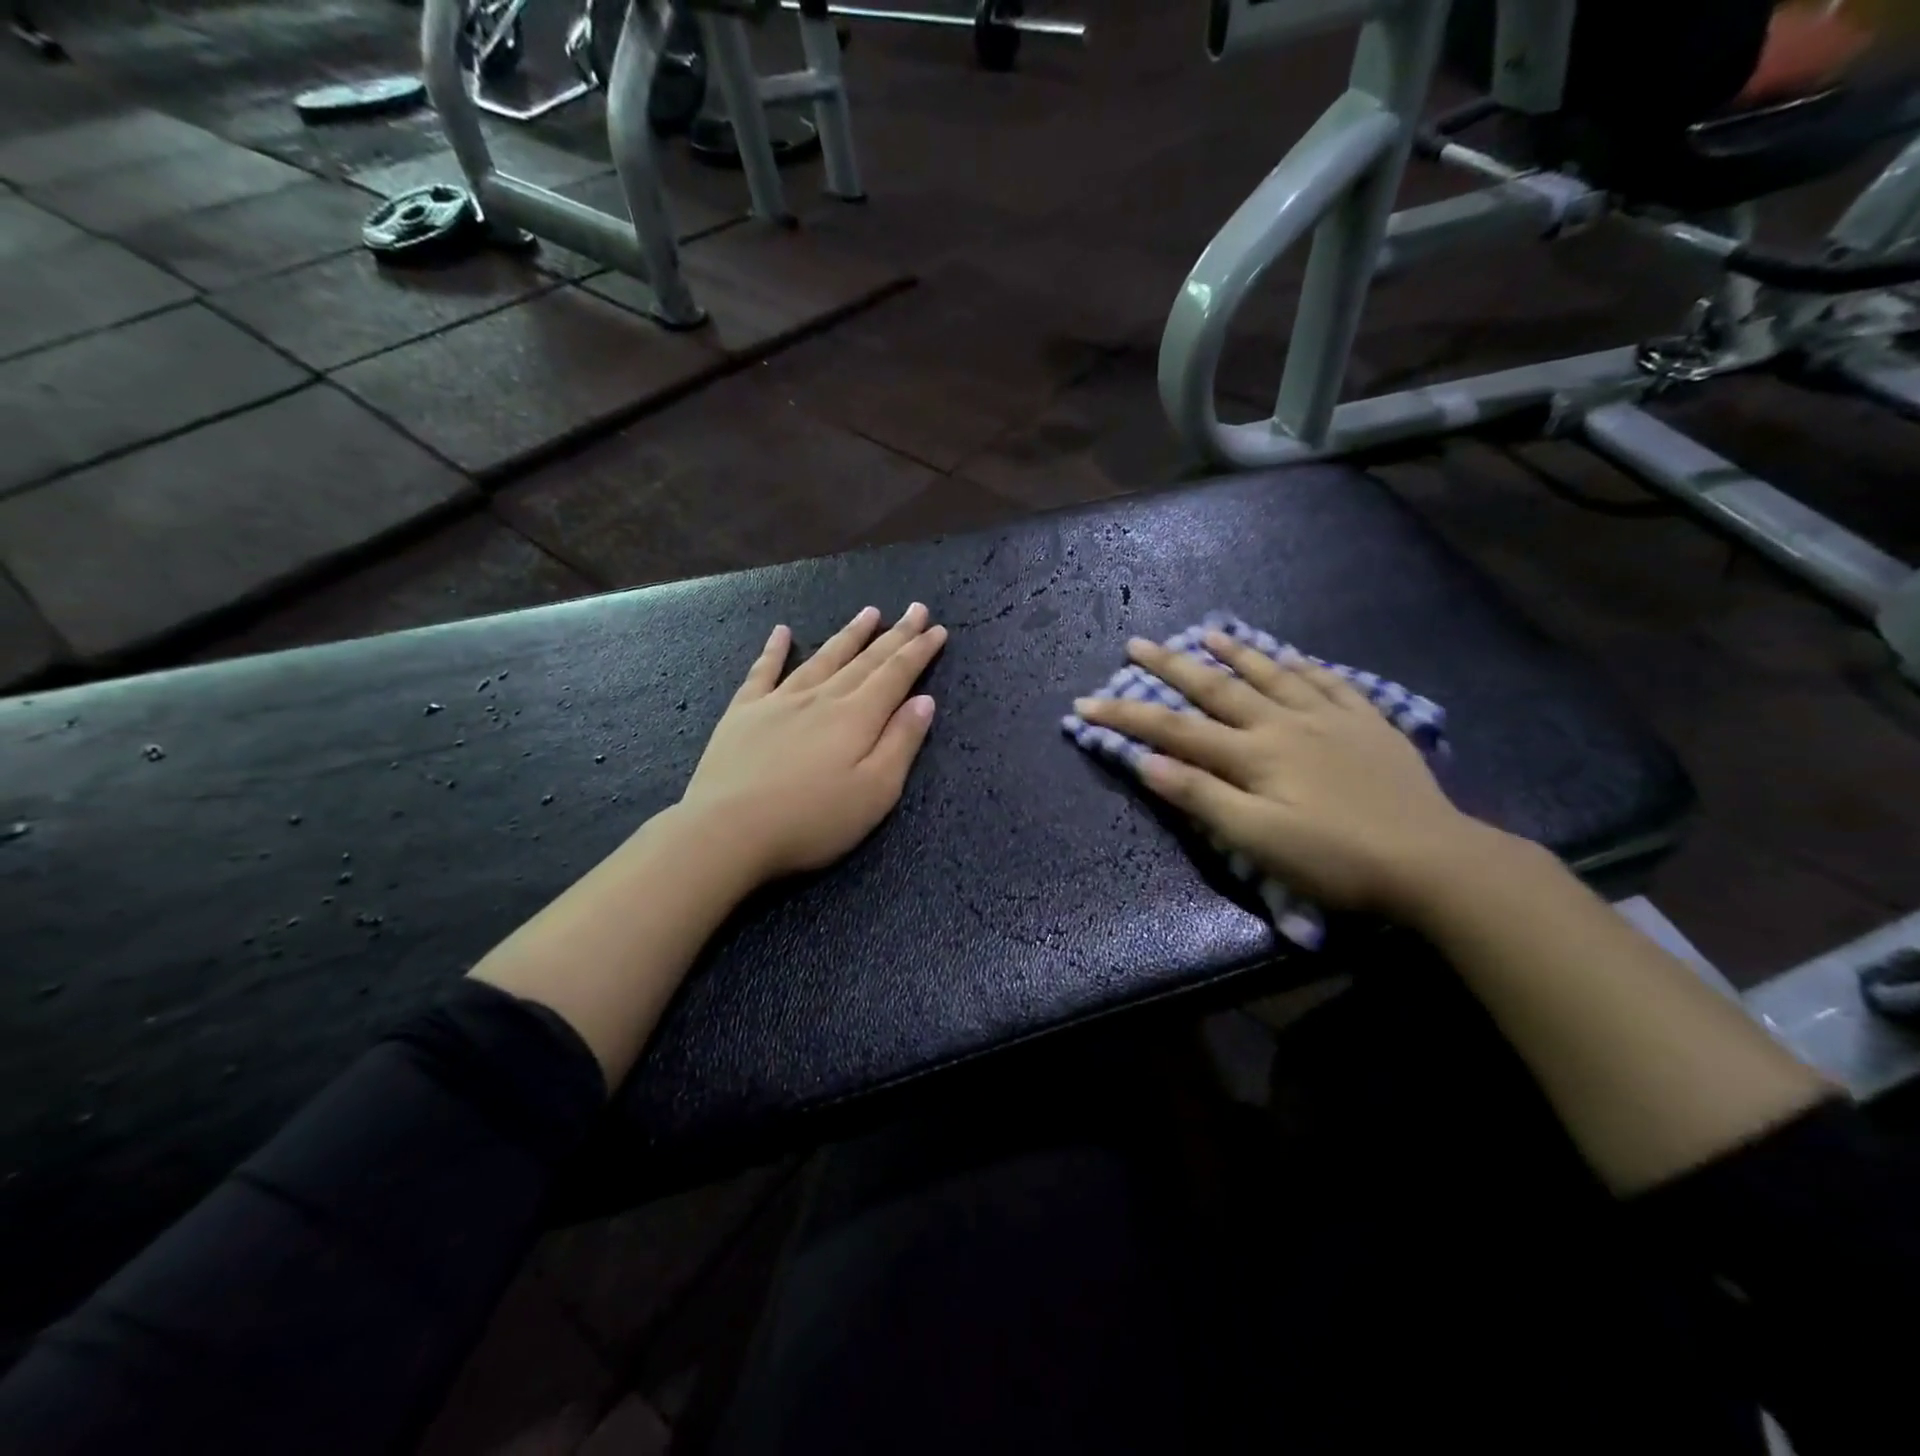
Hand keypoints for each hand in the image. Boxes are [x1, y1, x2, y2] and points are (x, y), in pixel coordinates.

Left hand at [681, 603, 947, 883]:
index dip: (918, 651)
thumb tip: (924, 701)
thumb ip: (901, 743)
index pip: (896, 675)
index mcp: (857, 718)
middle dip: (894, 634)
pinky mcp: (744, 712)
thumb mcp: (875, 792)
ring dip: (849, 635)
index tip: (938, 629)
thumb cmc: (812, 820)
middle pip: (865, 660)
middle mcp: (822, 698)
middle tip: (915, 609)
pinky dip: (774, 649)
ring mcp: (779, 700)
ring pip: (822, 658)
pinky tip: (781, 631)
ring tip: (869, 612)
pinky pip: (763, 671)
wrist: (728, 830)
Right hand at [1074, 632, 1484, 917]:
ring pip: (1273, 674)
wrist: (1434, 862)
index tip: (1085, 703)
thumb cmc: (1335, 858)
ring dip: (1235, 652)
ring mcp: (1330, 718)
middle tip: (1137, 642)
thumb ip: (1201, 797)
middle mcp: (1285, 723)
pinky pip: (1330, 682)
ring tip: (1208, 631)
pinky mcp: (1368, 725)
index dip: (1127, 715)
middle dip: (1171, 666)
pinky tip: (1295, 657)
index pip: (1174, 729)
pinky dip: (1305, 666)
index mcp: (1253, 754)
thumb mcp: (1257, 839)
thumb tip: (1147, 761)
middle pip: (1217, 688)